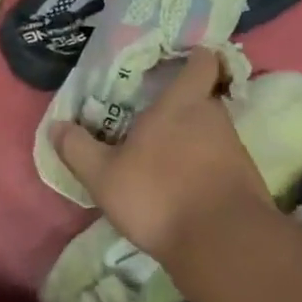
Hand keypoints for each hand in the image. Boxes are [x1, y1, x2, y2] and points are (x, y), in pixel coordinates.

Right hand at [52, 47, 270, 266]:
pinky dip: (203, 168)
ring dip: (191, 140)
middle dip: (182, 105)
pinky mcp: (246, 180)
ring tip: (163, 157)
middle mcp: (215, 117)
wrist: (224, 245)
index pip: (202, 62)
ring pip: (211, 132)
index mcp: (183, 103)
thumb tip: (56, 126)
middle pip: (203, 97)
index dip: (195, 57)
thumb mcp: (104, 176)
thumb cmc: (160, 195)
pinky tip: (182, 187)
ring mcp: (235, 149)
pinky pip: (220, 162)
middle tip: (153, 117)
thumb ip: (78, 148)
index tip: (177, 60)